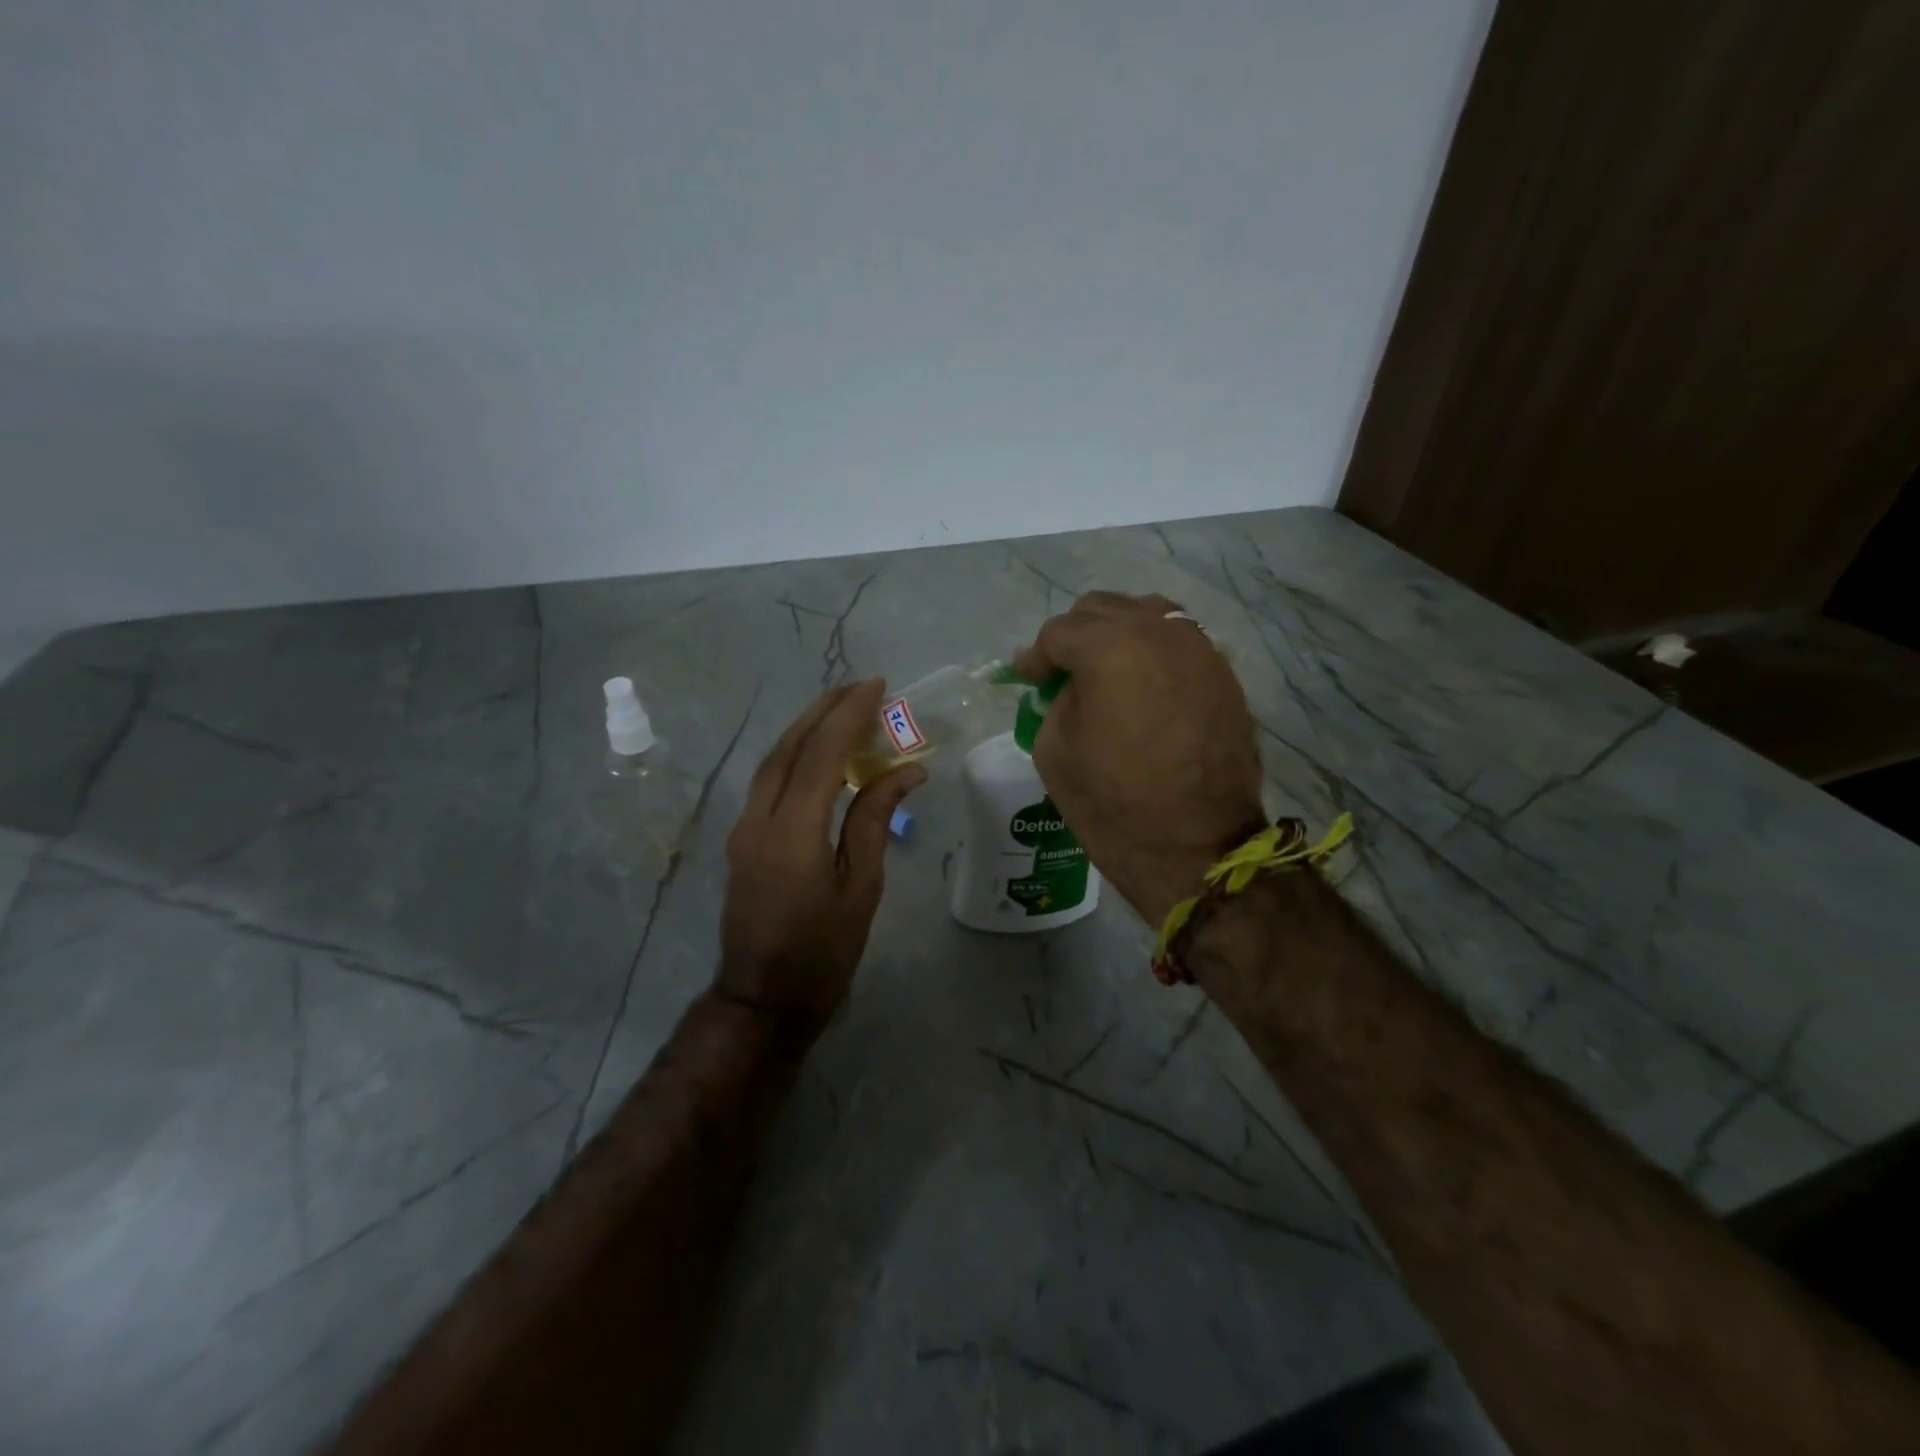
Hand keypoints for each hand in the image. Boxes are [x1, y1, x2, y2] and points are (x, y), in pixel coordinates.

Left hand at [718, 679, 924, 1036]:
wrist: (763, 999)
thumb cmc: (823, 951)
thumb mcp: (861, 887)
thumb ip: (874, 820)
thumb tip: (907, 771)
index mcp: (792, 832)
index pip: (821, 754)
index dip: (849, 715)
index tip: (877, 686)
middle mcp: (758, 820)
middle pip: (788, 747)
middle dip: (824, 710)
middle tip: (860, 687)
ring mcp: (743, 829)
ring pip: (772, 761)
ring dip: (806, 729)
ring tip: (842, 709)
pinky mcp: (742, 839)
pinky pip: (768, 781)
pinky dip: (794, 755)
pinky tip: (818, 752)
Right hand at [1014, 592, 1263, 925]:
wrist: (1197, 848)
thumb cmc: (1113, 803)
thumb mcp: (1054, 750)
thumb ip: (1056, 700)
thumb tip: (1070, 685)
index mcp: (1111, 648)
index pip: (1060, 631)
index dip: (1037, 656)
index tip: (1028, 678)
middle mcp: (1161, 633)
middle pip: (1104, 609)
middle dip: (1075, 636)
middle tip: (1061, 673)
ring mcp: (1200, 650)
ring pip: (1148, 615)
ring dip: (1118, 635)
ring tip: (1105, 671)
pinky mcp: (1224, 675)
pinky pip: (1179, 642)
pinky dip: (1153, 652)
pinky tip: (1143, 684)